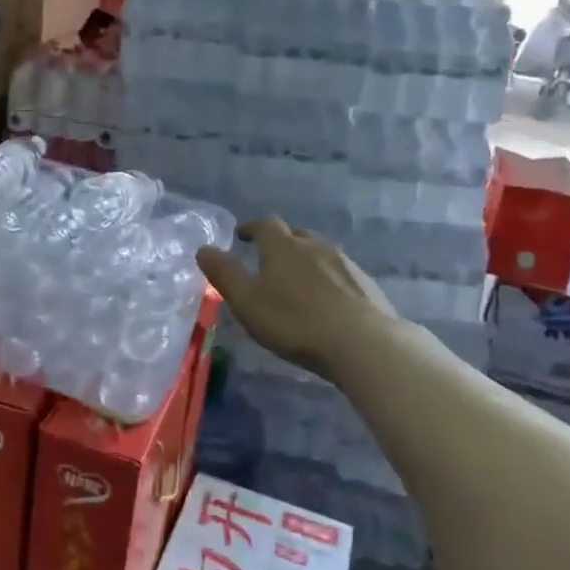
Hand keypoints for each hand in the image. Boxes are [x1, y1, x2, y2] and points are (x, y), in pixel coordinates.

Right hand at [198, 218, 393, 380]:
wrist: (364, 344)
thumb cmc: (295, 322)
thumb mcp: (247, 301)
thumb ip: (224, 273)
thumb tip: (204, 248)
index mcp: (283, 246)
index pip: (265, 225)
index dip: (251, 228)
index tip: (242, 236)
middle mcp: (315, 246)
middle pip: (294, 234)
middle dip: (279, 241)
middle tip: (268, 258)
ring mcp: (344, 263)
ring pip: (319, 252)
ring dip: (305, 259)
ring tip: (296, 279)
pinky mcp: (366, 284)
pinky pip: (339, 272)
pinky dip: (327, 278)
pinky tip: (326, 299)